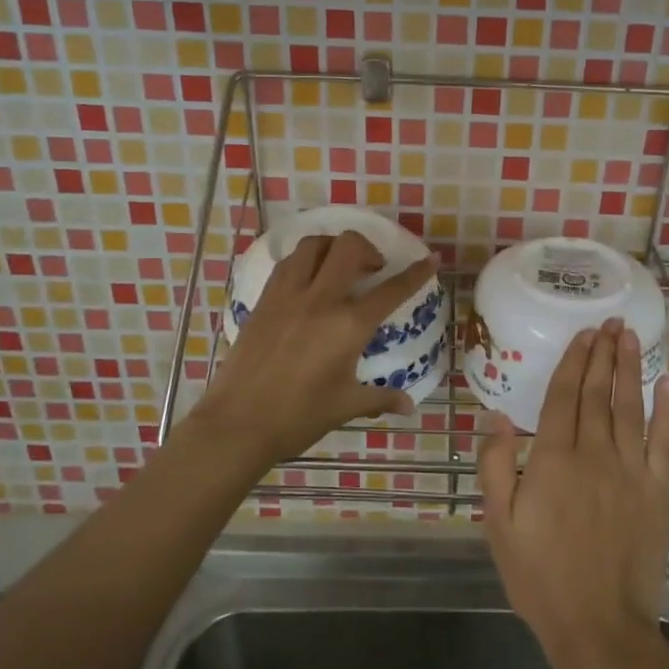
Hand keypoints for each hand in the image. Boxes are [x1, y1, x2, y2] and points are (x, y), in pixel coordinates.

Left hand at [190, 231, 437, 468]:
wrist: (237, 424)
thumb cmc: (298, 417)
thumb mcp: (345, 406)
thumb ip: (380, 398)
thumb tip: (408, 405)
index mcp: (349, 325)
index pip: (392, 290)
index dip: (416, 272)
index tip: (430, 258)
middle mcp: (321, 299)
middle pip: (349, 247)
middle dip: (368, 248)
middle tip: (373, 269)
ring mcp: (288, 295)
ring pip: (314, 245)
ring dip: (333, 247)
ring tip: (340, 266)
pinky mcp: (264, 300)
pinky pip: (288, 263)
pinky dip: (305, 260)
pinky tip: (308, 280)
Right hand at [478, 318, 668, 668]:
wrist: (599, 627)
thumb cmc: (540, 577)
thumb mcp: (499, 524)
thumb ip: (495, 466)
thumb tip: (496, 416)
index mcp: (553, 460)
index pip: (564, 397)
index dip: (574, 362)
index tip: (583, 334)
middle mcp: (594, 454)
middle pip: (599, 393)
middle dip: (603, 354)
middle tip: (610, 321)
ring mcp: (631, 471)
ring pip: (630, 407)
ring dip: (630, 369)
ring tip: (630, 337)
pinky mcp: (658, 491)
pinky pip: (664, 441)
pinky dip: (667, 410)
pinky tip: (668, 384)